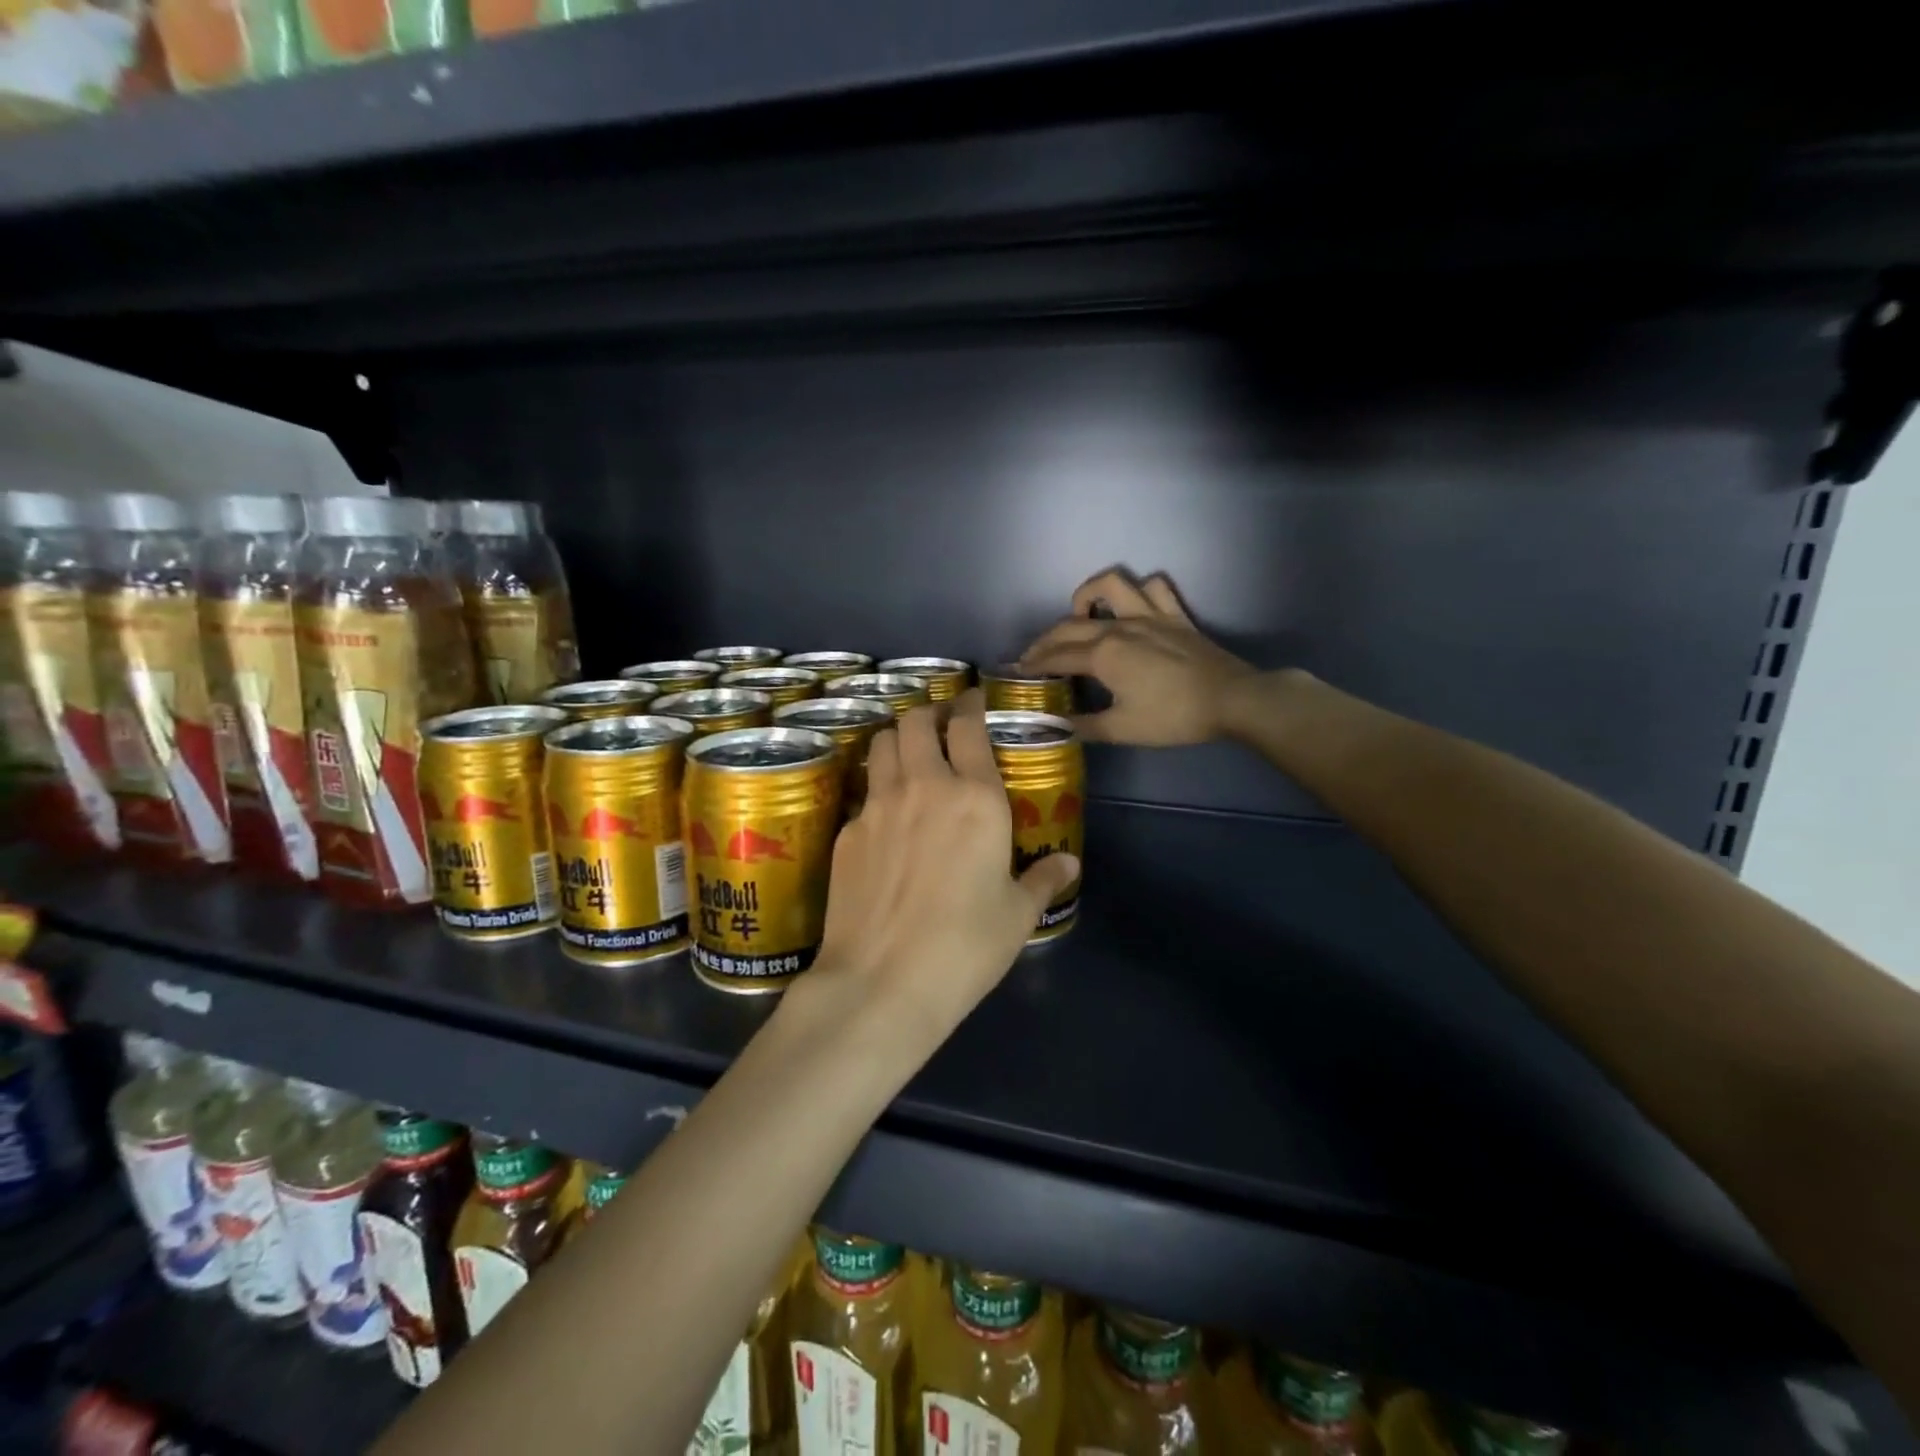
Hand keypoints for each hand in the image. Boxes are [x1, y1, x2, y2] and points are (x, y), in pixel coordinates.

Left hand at [808, 690, 1080, 1052]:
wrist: (881, 981)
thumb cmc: (965, 946)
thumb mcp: (1018, 915)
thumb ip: (1044, 880)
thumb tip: (1069, 864)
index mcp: (975, 797)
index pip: (968, 726)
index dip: (971, 704)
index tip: (974, 701)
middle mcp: (923, 787)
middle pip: (916, 721)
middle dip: (930, 713)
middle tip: (941, 725)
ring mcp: (877, 806)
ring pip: (883, 744)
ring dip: (899, 739)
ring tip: (910, 755)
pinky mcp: (847, 833)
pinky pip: (865, 792)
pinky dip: (878, 788)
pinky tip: (887, 818)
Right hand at [1020, 569, 1256, 744]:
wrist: (1231, 700)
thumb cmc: (1173, 717)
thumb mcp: (1122, 729)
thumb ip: (1084, 725)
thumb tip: (1056, 725)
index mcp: (1103, 655)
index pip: (1057, 656)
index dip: (1034, 664)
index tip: (1017, 671)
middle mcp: (1120, 627)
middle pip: (1070, 624)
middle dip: (1045, 639)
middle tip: (1033, 655)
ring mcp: (1149, 615)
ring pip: (1110, 585)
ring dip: (1088, 594)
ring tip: (1080, 614)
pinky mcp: (1175, 615)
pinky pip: (1154, 587)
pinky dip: (1139, 590)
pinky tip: (1132, 606)